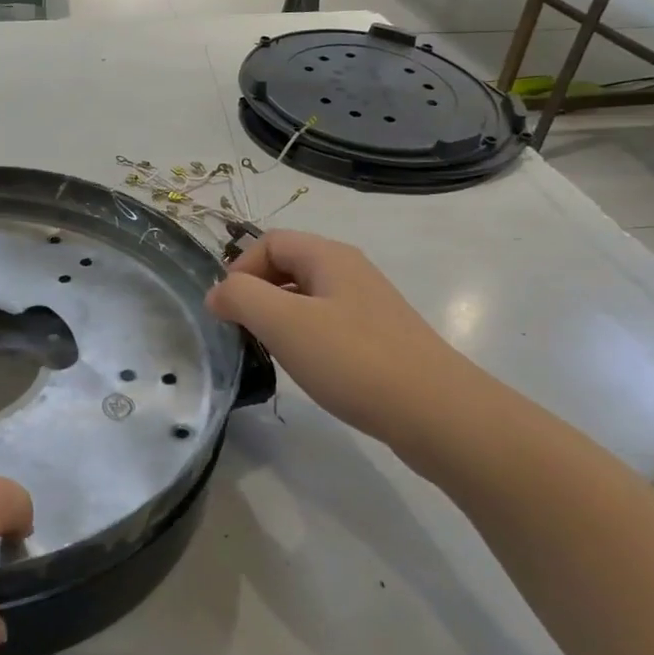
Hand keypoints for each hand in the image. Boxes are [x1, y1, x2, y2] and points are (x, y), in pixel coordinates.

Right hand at [207, 229, 474, 451]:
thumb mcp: (283, 323)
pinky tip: (306, 368)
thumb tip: (217, 293)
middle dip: (257, 294)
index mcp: (329, 257)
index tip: (227, 311)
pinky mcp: (379, 340)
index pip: (269, 241)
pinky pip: (328, 325)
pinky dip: (305, 339)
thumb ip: (241, 298)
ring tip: (270, 352)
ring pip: (307, 298)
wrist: (436, 413)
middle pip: (288, 266)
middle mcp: (350, 272)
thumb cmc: (353, 359)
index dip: (240, 269)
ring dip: (279, 318)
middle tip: (244, 332)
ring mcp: (368, 307)